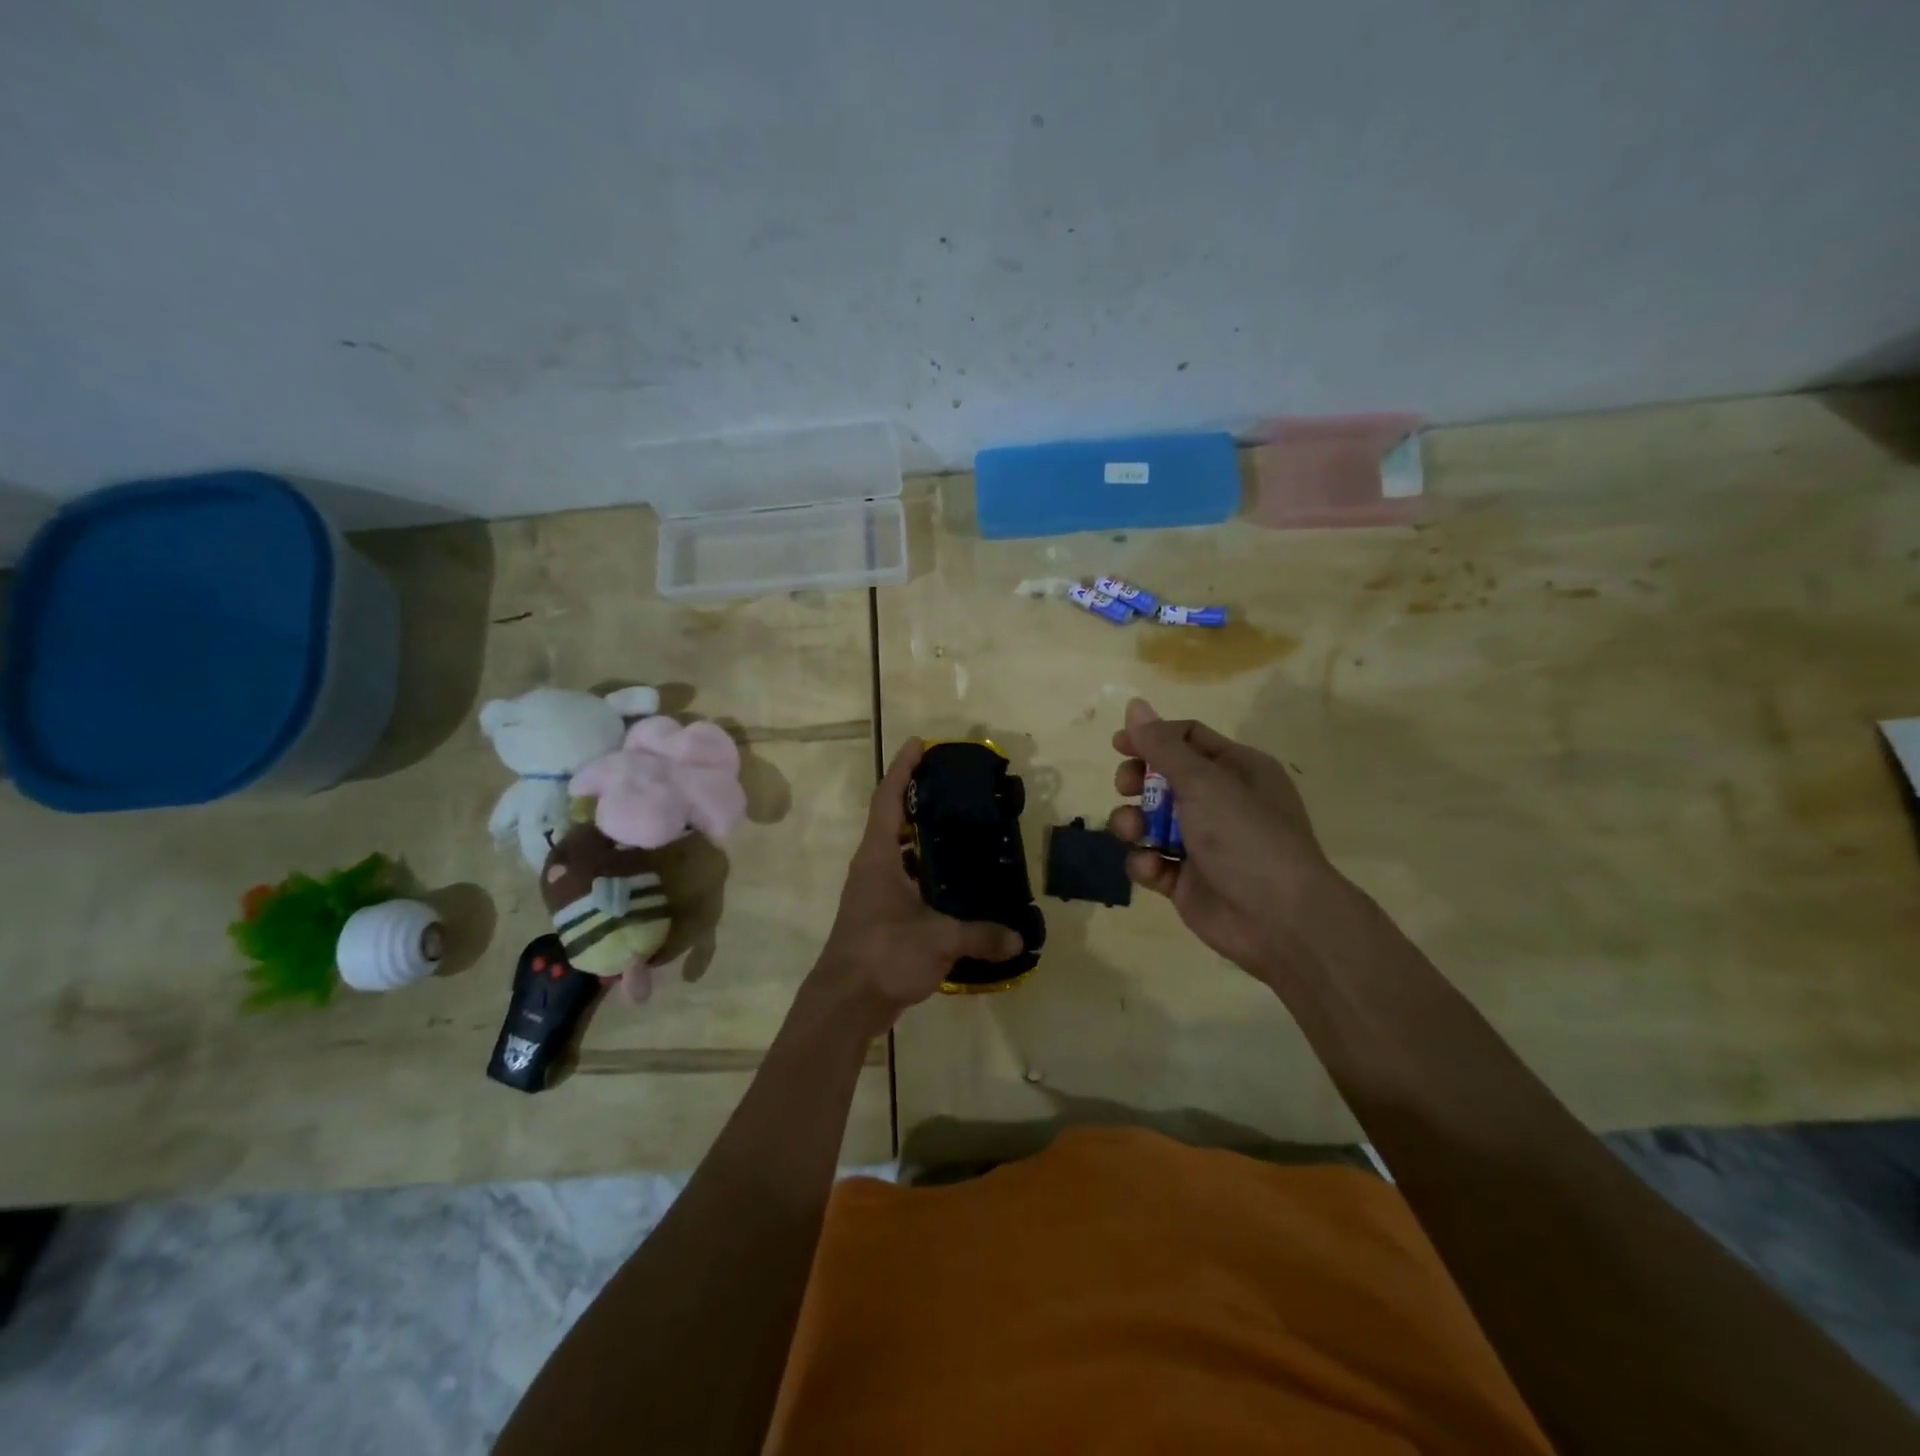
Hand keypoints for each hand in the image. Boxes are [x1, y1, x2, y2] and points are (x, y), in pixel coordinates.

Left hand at [805, 738, 1022, 1032]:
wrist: (845, 1003)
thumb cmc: (883, 953)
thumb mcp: (938, 939)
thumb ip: (980, 934)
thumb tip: (1019, 938)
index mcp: (878, 856)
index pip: (889, 799)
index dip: (902, 768)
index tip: (919, 743)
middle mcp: (873, 867)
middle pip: (896, 821)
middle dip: (921, 801)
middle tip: (957, 789)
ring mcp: (875, 893)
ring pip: (903, 855)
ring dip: (926, 842)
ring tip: (965, 832)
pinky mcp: (882, 918)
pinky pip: (909, 884)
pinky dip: (930, 877)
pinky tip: (959, 887)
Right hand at [1108, 698, 1347, 982]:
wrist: (1280, 920)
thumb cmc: (1246, 837)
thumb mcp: (1204, 783)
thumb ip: (1162, 746)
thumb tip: (1134, 704)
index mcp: (1236, 769)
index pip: (1187, 738)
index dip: (1151, 738)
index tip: (1119, 745)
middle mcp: (1220, 801)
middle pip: (1163, 778)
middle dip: (1137, 782)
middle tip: (1125, 787)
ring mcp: (1202, 842)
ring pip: (1150, 821)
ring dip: (1133, 823)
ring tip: (1133, 832)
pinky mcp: (1186, 879)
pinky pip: (1152, 860)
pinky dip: (1146, 862)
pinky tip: (1153, 868)